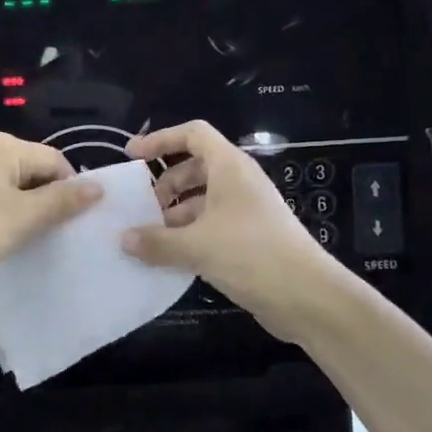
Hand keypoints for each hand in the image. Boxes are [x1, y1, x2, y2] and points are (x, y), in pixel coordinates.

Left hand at [0, 132, 100, 302]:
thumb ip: (64, 200)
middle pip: (36, 173)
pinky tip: (9, 242)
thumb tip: (100, 186)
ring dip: (29, 214)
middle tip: (59, 236)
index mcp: (4, 146)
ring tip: (36, 241)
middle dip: (50, 202)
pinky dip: (8, 219)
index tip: (77, 224)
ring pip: (16, 190)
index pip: (56, 161)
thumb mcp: (25, 216)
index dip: (71, 190)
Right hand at [122, 120, 339, 340]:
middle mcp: (238, 182)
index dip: (161, 139)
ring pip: (202, 200)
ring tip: (150, 238)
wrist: (307, 296)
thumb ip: (156, 241)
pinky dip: (189, 234)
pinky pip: (211, 225)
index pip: (193, 134)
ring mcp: (246, 211)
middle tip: (142, 208)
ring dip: (175, 214)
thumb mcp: (196, 246)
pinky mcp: (249, 238)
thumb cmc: (251, 254)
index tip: (132, 155)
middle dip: (166, 184)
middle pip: (195, 168)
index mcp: (230, 168)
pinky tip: (170, 257)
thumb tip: (123, 239)